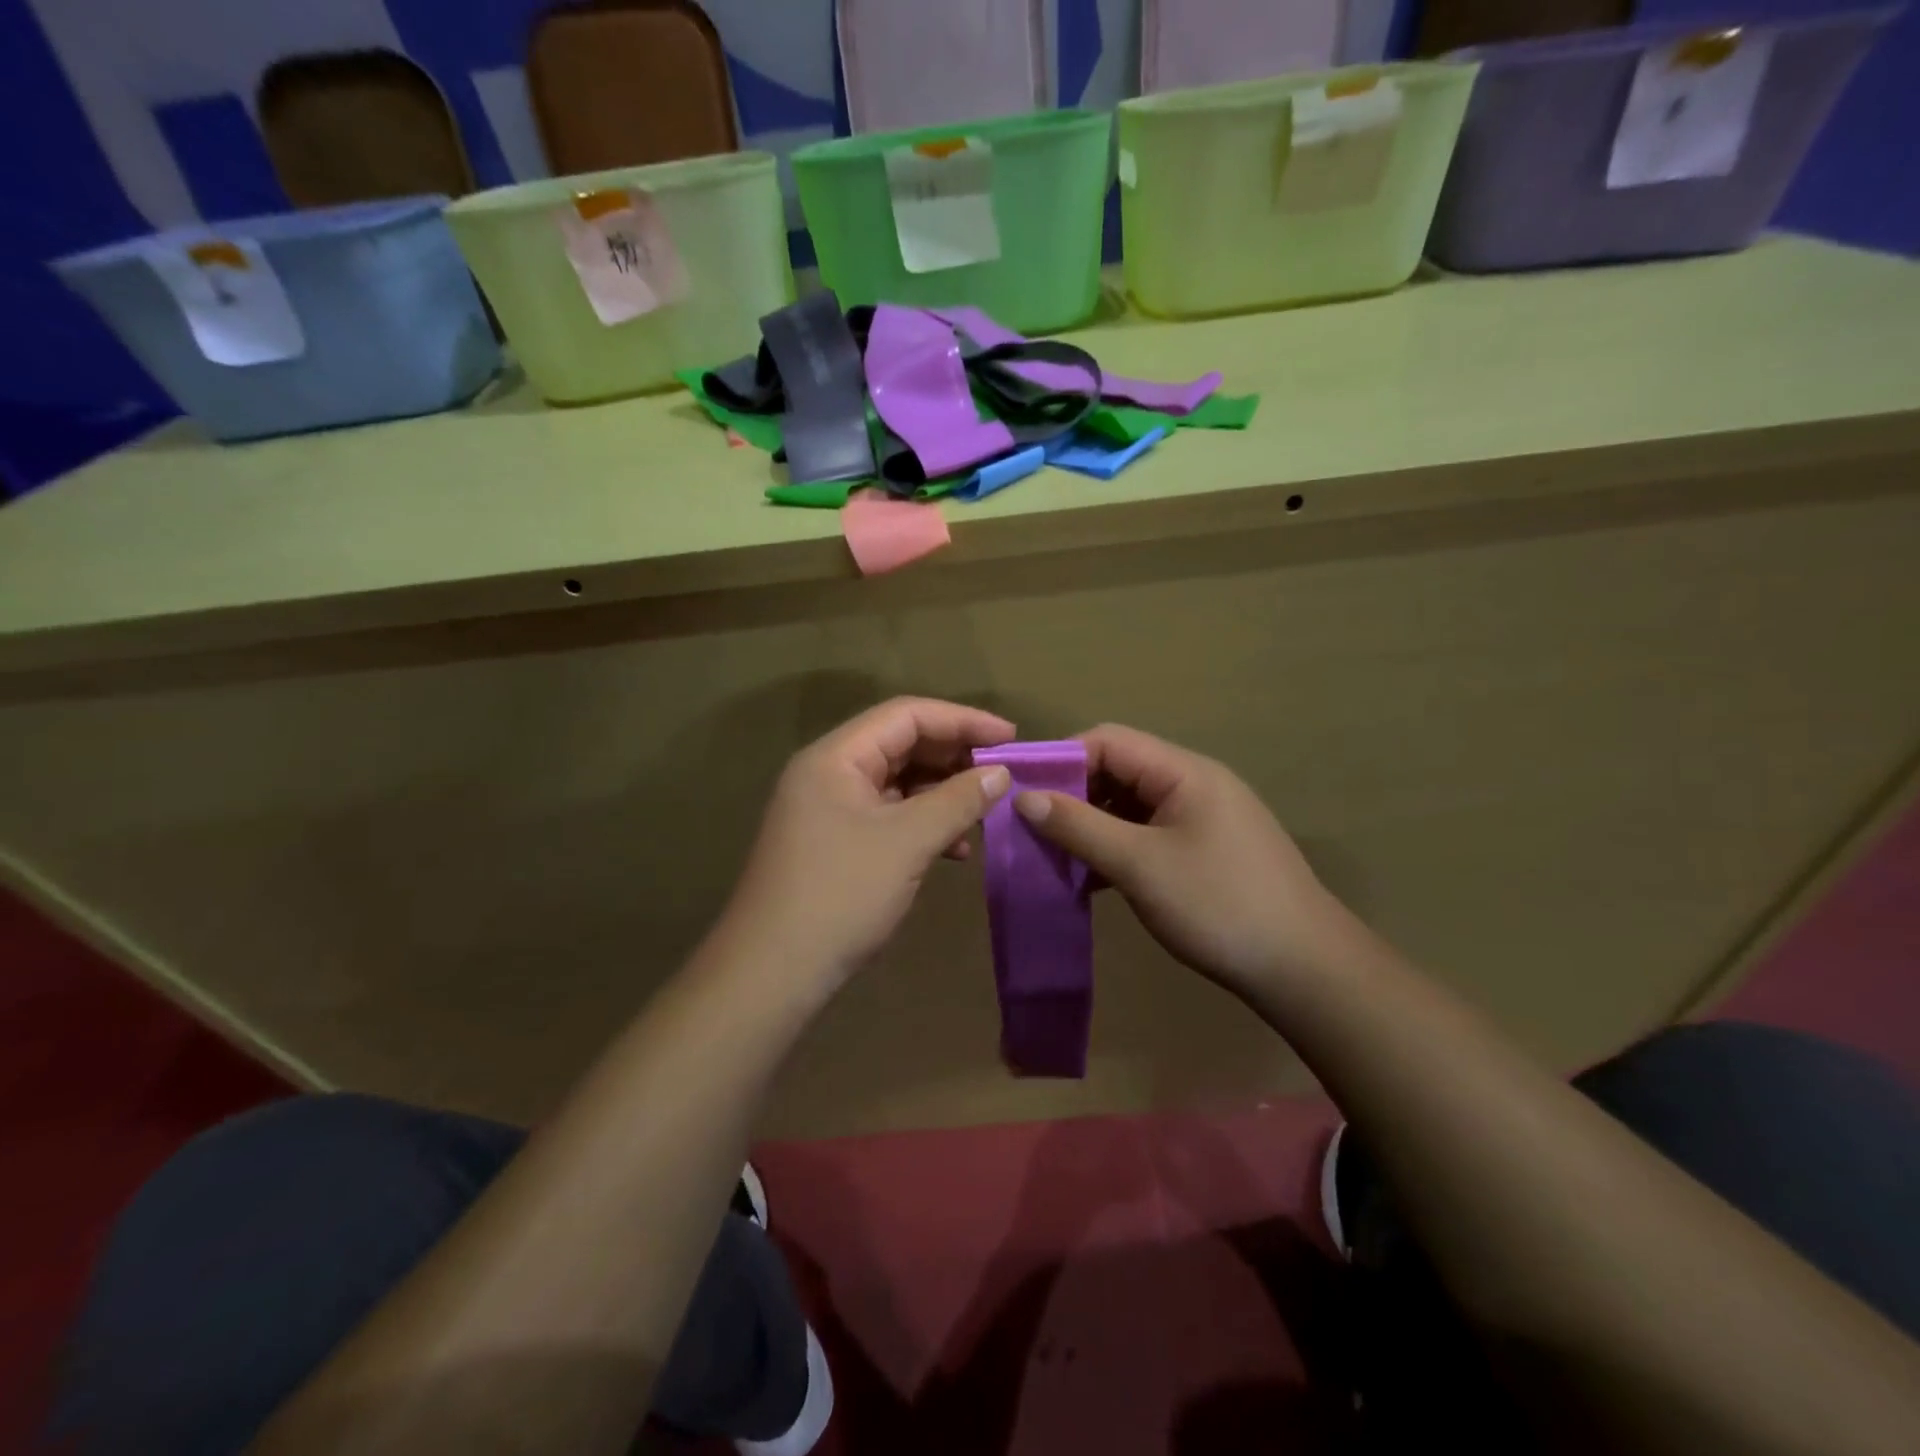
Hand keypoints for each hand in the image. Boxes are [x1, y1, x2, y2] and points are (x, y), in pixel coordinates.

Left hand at [720, 697, 1015, 989]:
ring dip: (943, 794)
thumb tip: (1001, 774)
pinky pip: (888, 817)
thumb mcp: (907, 842)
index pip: (906, 715)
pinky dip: (924, 825)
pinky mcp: (836, 844)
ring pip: (897, 784)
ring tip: (986, 810)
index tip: (1010, 738)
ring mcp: (829, 810)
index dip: (962, 720)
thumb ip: (958, 800)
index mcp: (835, 757)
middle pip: (901, 745)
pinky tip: (956, 849)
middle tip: (1003, 774)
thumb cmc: (840, 894)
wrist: (773, 973)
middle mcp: (829, 773)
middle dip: (954, 757)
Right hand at [1014, 724, 1346, 998]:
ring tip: (1054, 856)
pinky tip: (1090, 879)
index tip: (1020, 792)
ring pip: (1129, 805)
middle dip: (1072, 795)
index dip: (1061, 760)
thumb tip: (1023, 796)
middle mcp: (1192, 783)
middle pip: (1118, 770)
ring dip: (1091, 825)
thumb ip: (1080, 826)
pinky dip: (1115, 847)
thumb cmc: (1219, 905)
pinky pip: (1146, 833)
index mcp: (1183, 771)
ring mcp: (1201, 817)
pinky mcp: (1203, 849)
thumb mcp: (1140, 865)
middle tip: (1031, 829)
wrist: (1304, 968)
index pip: (1108, 741)